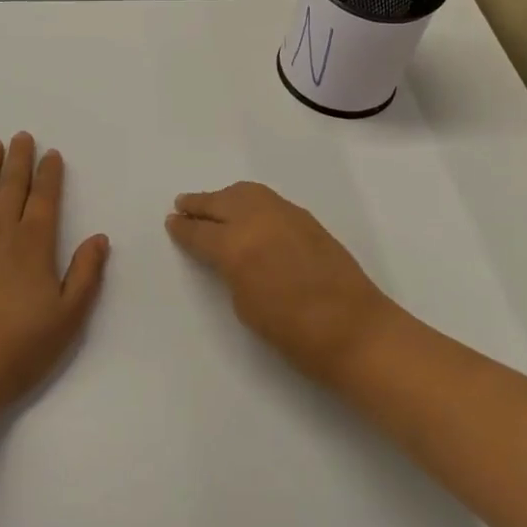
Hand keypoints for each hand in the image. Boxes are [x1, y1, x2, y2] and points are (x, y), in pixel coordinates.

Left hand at [0, 134, 109, 430]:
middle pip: (11, 187)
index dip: (49, 174)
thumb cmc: (17, 351)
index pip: (44, 198)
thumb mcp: (68, 318)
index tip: (51, 153)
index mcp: (33, 244)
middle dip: (18, 160)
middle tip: (21, 136)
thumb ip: (86, 274)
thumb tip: (99, 237)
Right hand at [166, 182, 402, 387]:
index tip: (172, 222)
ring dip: (224, 197)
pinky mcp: (306, 219)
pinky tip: (247, 210)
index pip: (201, 232)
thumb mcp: (245, 305)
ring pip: (246, 193)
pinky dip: (250, 200)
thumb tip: (227, 255)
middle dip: (199, 204)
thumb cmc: (293, 333)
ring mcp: (285, 215)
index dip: (183, 229)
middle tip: (183, 205)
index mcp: (236, 247)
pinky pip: (268, 200)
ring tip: (212, 203)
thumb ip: (230, 271)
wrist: (355, 330)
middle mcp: (258, 221)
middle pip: (221, 203)